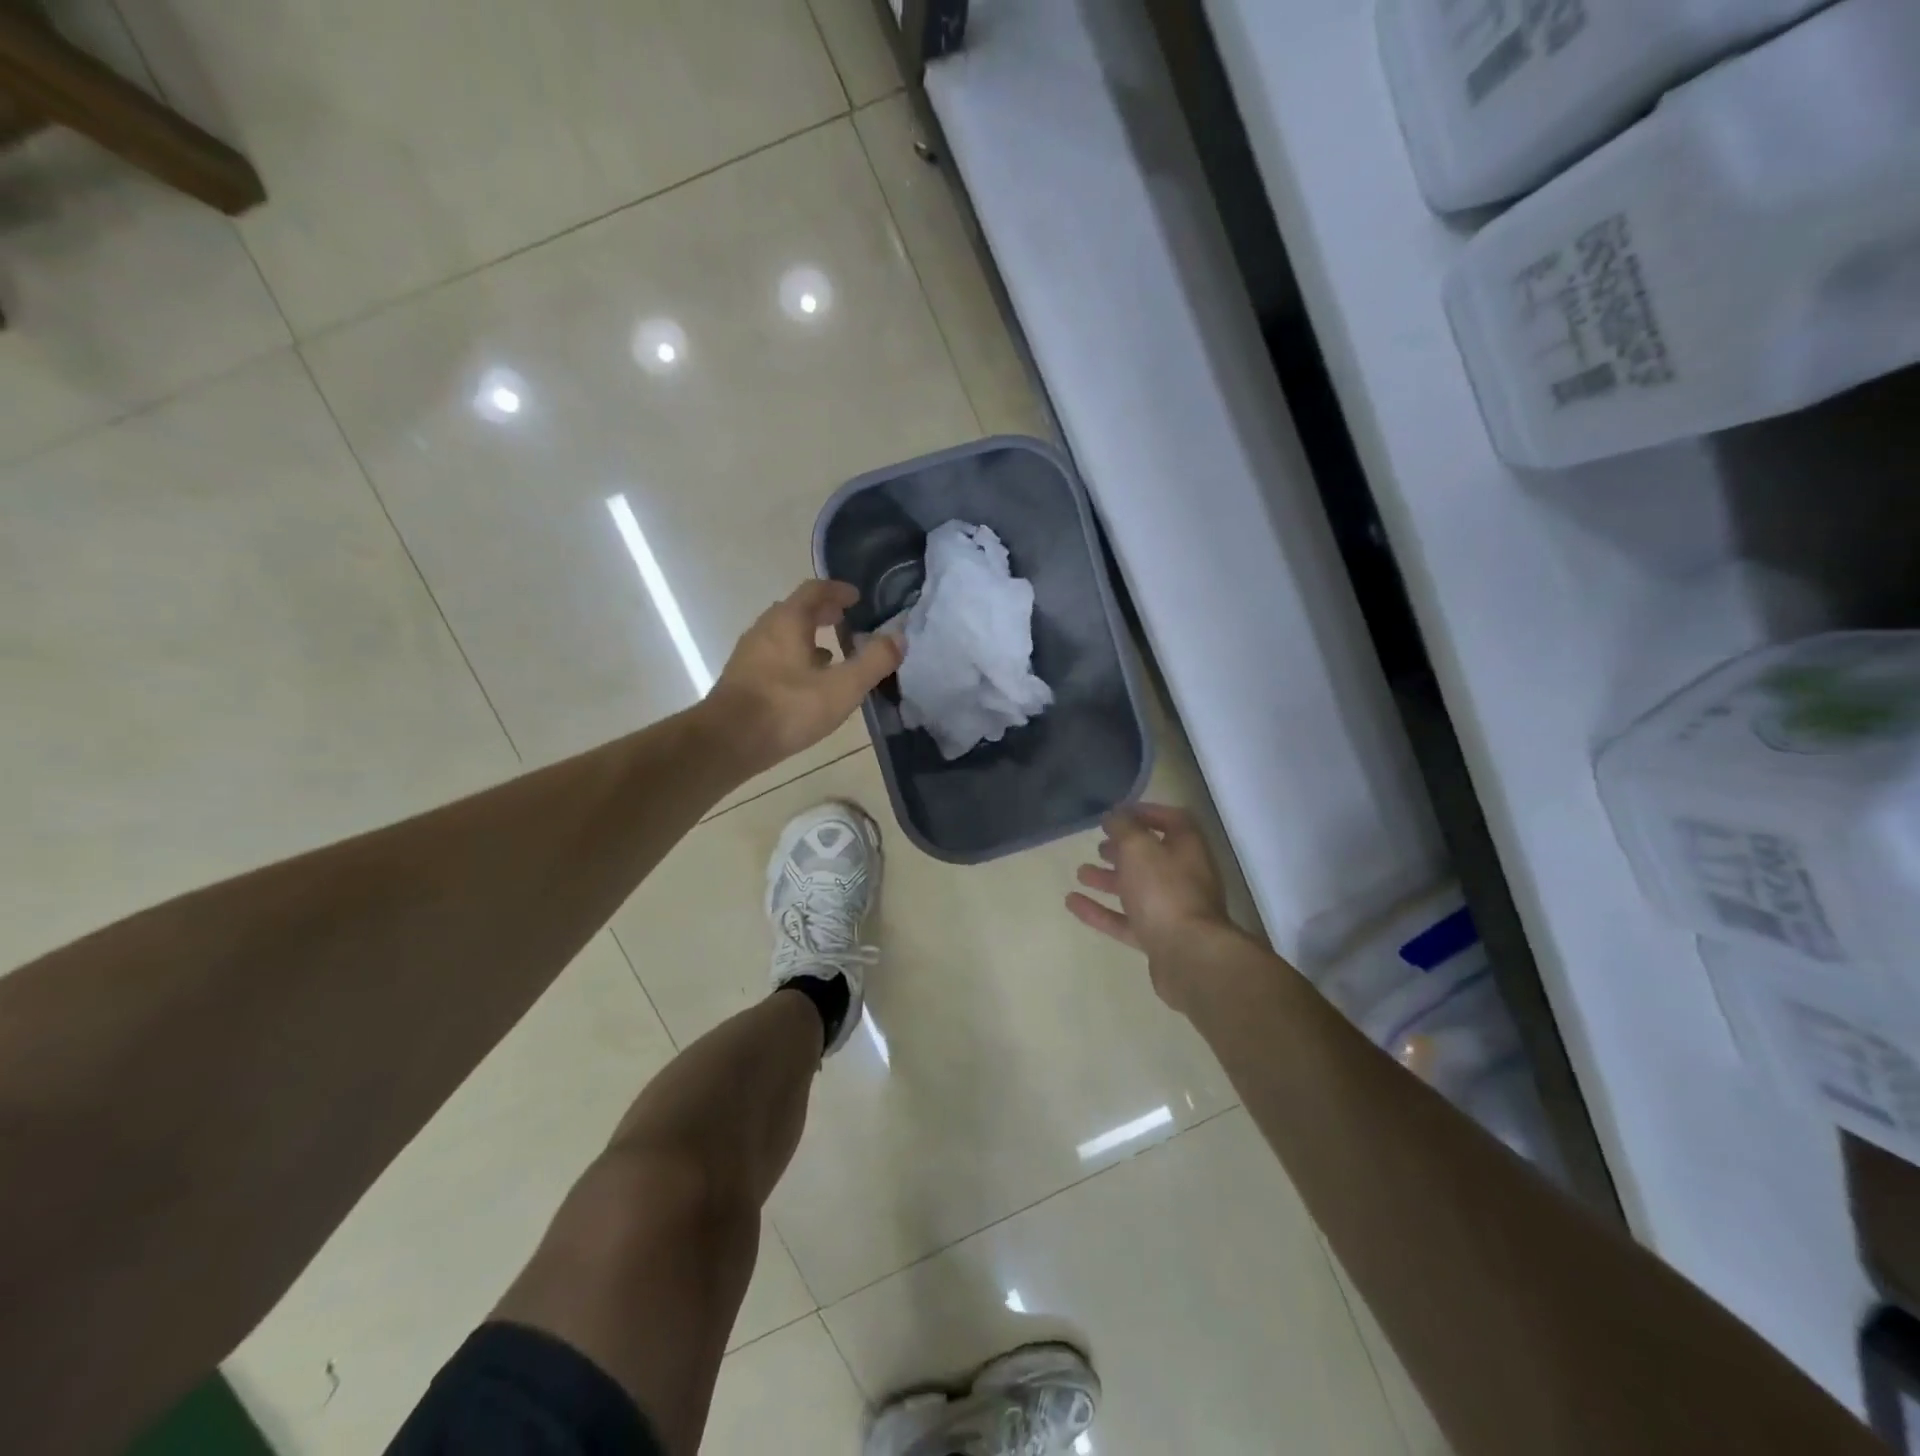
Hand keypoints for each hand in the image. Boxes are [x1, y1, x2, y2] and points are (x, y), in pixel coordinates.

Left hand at [705, 580, 902, 776]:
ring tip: (832, 652)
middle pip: (796, 610)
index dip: (837, 591)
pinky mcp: (743, 679)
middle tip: (846, 621)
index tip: (856, 598)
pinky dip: (794, 658)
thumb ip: (874, 661)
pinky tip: (807, 683)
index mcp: (788, 621)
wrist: (728, 742)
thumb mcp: (842, 687)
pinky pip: (774, 657)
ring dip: (808, 637)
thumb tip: (899, 638)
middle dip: (822, 613)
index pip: (814, 590)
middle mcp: (765, 629)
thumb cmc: (788, 708)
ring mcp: (750, 654)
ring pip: (783, 635)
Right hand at [1066, 803, 1242, 1012]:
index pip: (1172, 820)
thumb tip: (1114, 816)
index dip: (1146, 813)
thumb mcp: (1138, 848)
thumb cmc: (1164, 891)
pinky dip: (1100, 911)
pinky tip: (1072, 902)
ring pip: (1137, 889)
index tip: (1117, 813)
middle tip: (1099, 845)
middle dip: (1124, 849)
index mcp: (1187, 848)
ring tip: (1081, 872)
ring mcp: (1171, 910)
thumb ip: (1123, 828)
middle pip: (1153, 857)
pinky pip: (1125, 920)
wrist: (1188, 956)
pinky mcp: (1158, 939)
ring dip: (1109, 879)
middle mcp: (1184, 876)